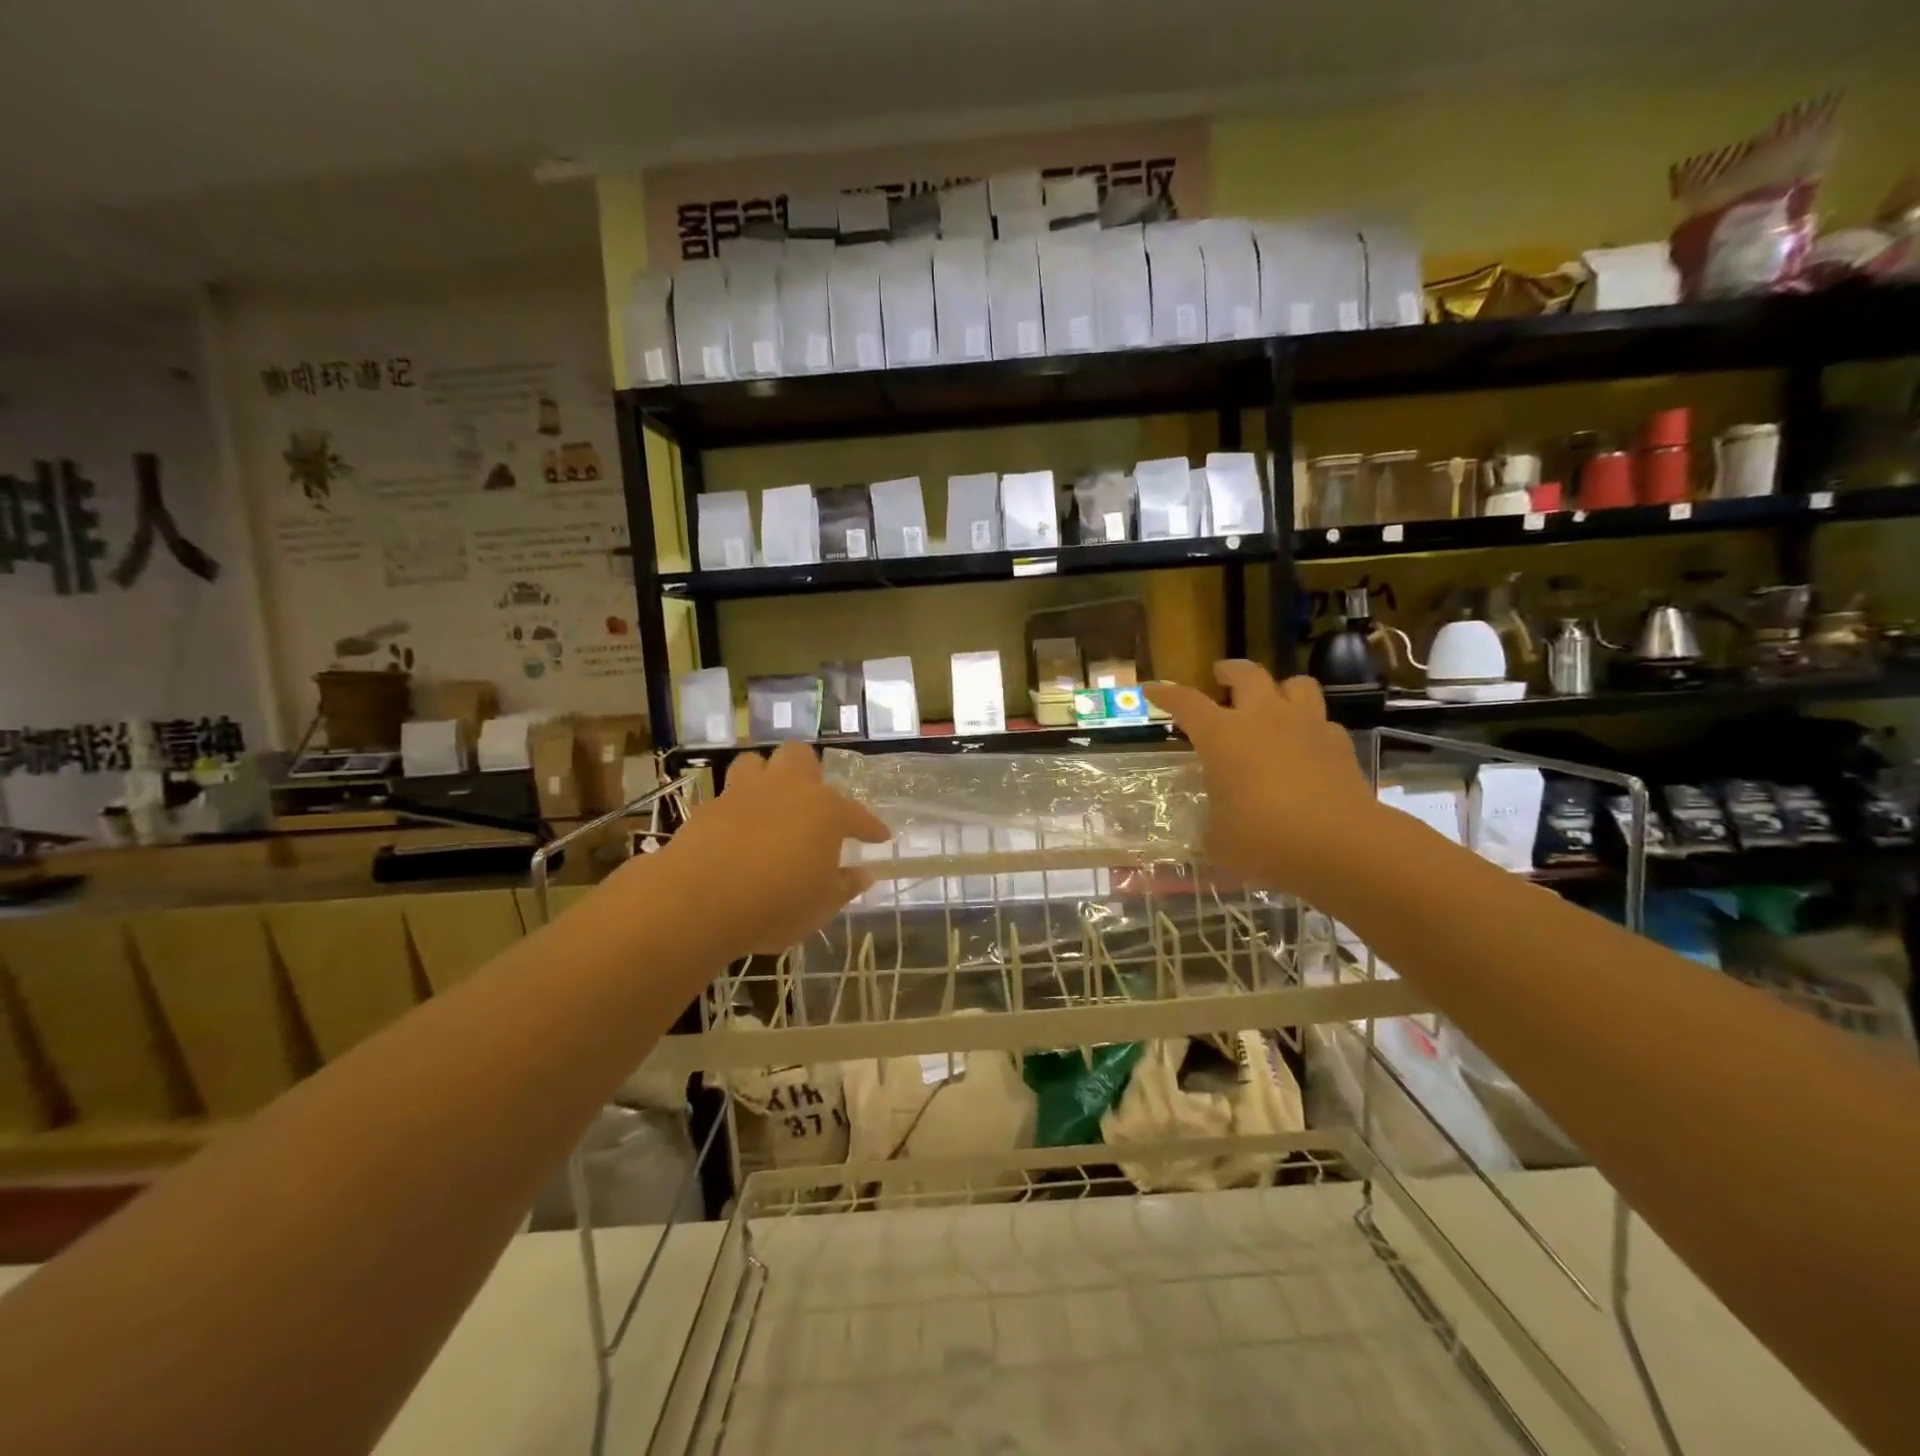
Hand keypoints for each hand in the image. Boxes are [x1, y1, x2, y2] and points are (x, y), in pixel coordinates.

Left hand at [656, 743, 891, 956]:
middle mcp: (788, 790)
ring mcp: (744, 793)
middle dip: (809, 773)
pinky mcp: (708, 806)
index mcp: (825, 811)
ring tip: (769, 803)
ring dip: (765, 777)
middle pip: (801, 758)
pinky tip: (737, 829)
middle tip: (811, 801)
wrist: (699, 900)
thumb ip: (844, 886)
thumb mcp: (821, 906)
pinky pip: (727, 794)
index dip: (871, 827)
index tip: (881, 837)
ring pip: (757, 763)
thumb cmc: (776, 904)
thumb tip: (863, 874)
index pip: (857, 814)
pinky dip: (736, 807)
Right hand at [1145, 662, 1375, 897]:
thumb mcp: (1219, 840)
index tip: (1152, 689)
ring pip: (1295, 684)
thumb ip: (1212, 826)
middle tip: (1221, 676)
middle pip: (1246, 674)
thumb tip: (1214, 829)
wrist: (1339, 844)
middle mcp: (1262, 718)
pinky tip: (1307, 745)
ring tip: (1272, 701)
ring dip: (1279, 688)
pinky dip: (1311, 727)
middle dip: (1229, 671)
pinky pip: (1323, 722)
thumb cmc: (1263, 838)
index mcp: (1221, 736)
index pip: (1185, 702)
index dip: (1166, 693)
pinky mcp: (1339, 744)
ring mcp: (1306, 726)